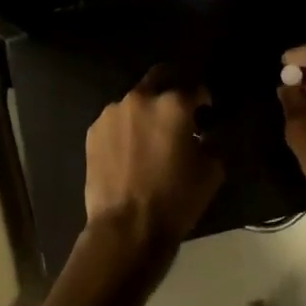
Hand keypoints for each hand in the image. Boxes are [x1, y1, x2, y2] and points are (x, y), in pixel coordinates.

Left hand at [84, 69, 223, 243]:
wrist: (126, 228)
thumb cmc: (175, 200)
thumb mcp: (211, 172)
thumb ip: (212, 142)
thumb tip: (205, 134)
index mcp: (174, 104)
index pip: (196, 89)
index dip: (204, 101)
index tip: (206, 113)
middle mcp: (141, 98)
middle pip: (160, 77)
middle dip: (172, 88)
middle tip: (178, 112)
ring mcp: (112, 113)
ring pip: (135, 100)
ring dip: (146, 110)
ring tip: (149, 135)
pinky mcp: (93, 131)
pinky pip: (116, 121)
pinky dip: (126, 128)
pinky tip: (129, 150)